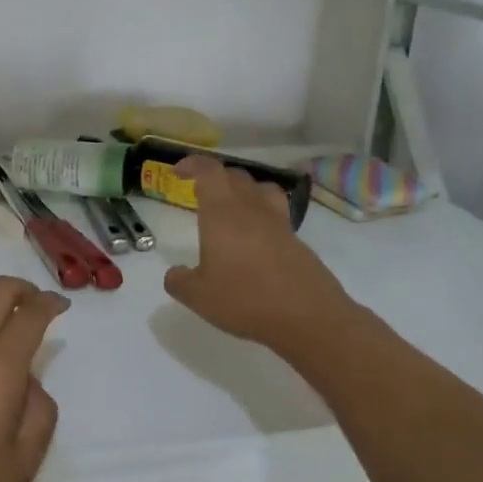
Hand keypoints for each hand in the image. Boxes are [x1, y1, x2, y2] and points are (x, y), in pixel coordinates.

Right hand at [163, 156, 355, 355]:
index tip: (178, 172)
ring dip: (244, 191)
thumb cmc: (244, 299)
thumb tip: (175, 274)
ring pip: (262, 190)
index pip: (209, 171)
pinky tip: (254, 242)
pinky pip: (276, 216)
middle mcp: (252, 209)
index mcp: (223, 212)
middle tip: (201, 193)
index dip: (193, 165)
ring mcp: (279, 223)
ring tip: (232, 208)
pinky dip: (262, 217)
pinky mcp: (297, 242)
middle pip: (236, 176)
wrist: (307, 317)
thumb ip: (179, 281)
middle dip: (216, 178)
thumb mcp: (198, 296)